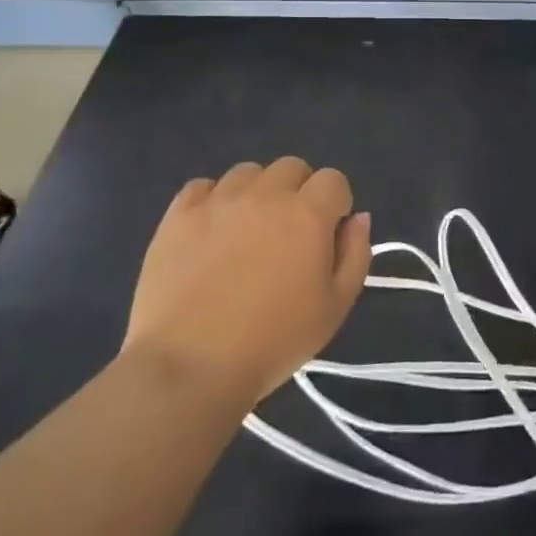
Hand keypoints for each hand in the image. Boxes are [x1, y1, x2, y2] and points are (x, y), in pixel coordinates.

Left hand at [123, 157, 372, 405]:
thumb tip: (358, 218)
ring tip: (248, 231)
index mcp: (308, 214)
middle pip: (291, 167)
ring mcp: (218, 202)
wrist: (189, 368)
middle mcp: (265, 195)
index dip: (336, 203)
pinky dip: (212, 200)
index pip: (333, 180)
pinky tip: (210, 231)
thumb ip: (355, 254)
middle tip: (289, 233)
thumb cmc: (273, 342)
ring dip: (257, 192)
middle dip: (299, 191)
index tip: (328, 235)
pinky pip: (201, 186)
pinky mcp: (178, 216)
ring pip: (248, 172)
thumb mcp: (335, 307)